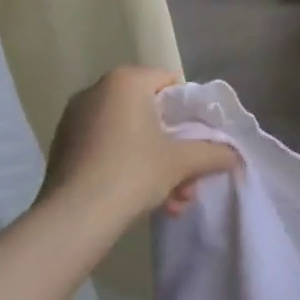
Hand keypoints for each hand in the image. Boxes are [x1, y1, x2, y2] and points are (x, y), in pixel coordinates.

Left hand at [44, 67, 239, 219]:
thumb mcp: (182, 162)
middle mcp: (97, 90)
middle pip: (150, 113)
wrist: (73, 218)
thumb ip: (213, 153)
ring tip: (170, 201)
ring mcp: (75, 119)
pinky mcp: (62, 147)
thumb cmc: (132, 172)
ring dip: (153, 163)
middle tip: (187, 177)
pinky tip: (141, 200)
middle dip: (172, 147)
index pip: (170, 83)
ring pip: (128, 135)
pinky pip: (106, 148)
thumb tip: (236, 156)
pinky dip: (125, 166)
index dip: (188, 112)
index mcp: (125, 81)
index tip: (196, 140)